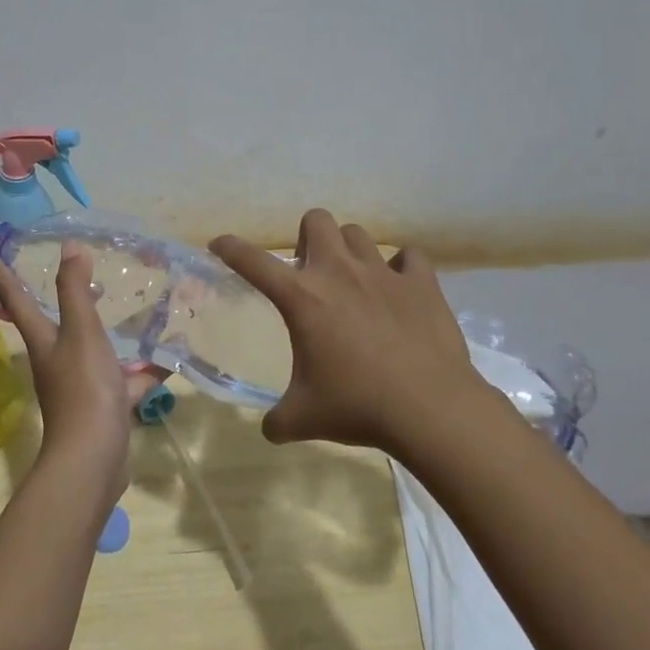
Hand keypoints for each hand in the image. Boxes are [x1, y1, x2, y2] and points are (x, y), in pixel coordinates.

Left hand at [0, 245, 162, 503]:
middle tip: (80, 272)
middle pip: (55, 321)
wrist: (93, 458)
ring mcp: (81, 384)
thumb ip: (75, 290)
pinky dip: (146, 369)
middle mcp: (57, 359)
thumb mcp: (81, 332)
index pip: (16, 297)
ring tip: (133, 309)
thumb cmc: (83, 388)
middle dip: (63, 297)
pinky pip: (126, 379)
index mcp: (44, 339)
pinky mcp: (105, 405)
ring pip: (95, 348)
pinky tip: (171, 359)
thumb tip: (69, 247)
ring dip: (109, 331)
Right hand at [210, 209, 493, 454]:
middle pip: (316, 220)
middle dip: (306, 237)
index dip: (230, 248)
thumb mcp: (304, 419)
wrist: (430, 409)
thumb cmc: (357, 407)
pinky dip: (401, 266)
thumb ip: (277, 420)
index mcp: (302, 298)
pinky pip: (409, 256)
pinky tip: (399, 287)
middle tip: (309, 270)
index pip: (253, 261)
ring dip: (348, 250)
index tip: (219, 244)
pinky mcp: (422, 283)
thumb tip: (269, 429)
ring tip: (353, 280)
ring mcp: (383, 273)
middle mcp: (339, 273)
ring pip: (358, 234)